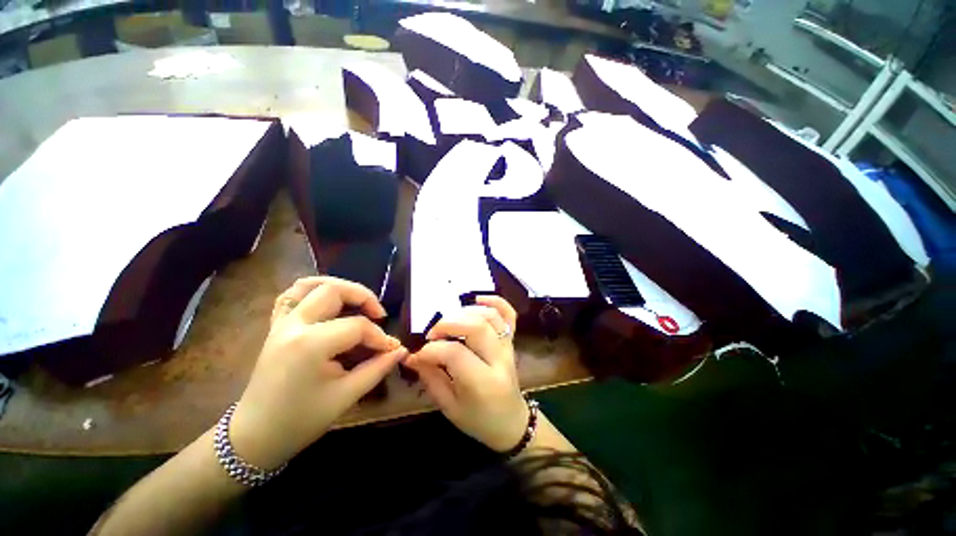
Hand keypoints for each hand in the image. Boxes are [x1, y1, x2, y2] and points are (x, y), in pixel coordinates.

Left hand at [229, 277, 405, 468]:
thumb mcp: (346, 396)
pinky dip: (313, 290)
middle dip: (363, 297)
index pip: (357, 326)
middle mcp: (294, 325)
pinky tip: (328, 302)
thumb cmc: (301, 420)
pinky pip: (291, 295)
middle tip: (379, 315)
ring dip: (339, 287)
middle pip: (333, 291)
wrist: (255, 435)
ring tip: (356, 302)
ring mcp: (281, 323)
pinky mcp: (275, 326)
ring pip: (311, 284)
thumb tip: (400, 350)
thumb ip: (377, 368)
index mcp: (310, 344)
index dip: (380, 336)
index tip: (391, 349)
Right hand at [404, 296, 528, 451]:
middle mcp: (499, 360)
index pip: (455, 353)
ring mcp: (508, 347)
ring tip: (450, 322)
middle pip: (475, 327)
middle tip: (433, 334)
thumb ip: (431, 378)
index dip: (431, 350)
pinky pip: (509, 314)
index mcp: (483, 383)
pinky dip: (495, 301)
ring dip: (466, 312)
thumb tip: (412, 356)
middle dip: (447, 324)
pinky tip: (478, 299)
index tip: (419, 354)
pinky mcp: (511, 340)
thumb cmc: (478, 419)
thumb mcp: (449, 407)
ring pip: (491, 316)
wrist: (511, 421)